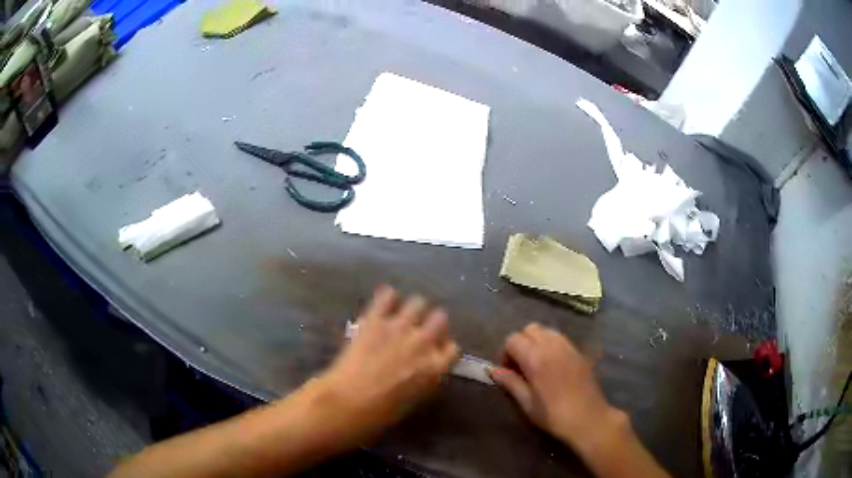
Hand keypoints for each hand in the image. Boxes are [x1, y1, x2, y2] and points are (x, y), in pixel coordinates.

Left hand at [317, 286, 459, 440]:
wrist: (349, 401)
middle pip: (440, 318)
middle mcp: (423, 342)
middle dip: (434, 322)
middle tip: (422, 329)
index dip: (444, 347)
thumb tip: (426, 369)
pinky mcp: (376, 319)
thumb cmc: (382, 411)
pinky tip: (385, 303)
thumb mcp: (415, 400)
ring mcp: (399, 327)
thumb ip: (426, 379)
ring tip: (403, 315)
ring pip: (418, 302)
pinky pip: (387, 296)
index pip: (453, 347)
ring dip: (413, 309)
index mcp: (435, 366)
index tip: (437, 349)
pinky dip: (388, 297)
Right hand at [490, 323, 616, 446]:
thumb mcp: (527, 403)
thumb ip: (510, 382)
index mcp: (536, 358)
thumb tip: (493, 370)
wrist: (589, 418)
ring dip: (536, 341)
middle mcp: (552, 346)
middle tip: (521, 365)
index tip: (508, 371)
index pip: (513, 339)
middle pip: (530, 329)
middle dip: (521, 343)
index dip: (506, 353)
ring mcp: (568, 347)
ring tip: (536, 364)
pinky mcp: (579, 352)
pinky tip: (552, 366)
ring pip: (546, 331)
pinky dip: (550, 344)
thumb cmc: (553, 415)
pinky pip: (560, 338)